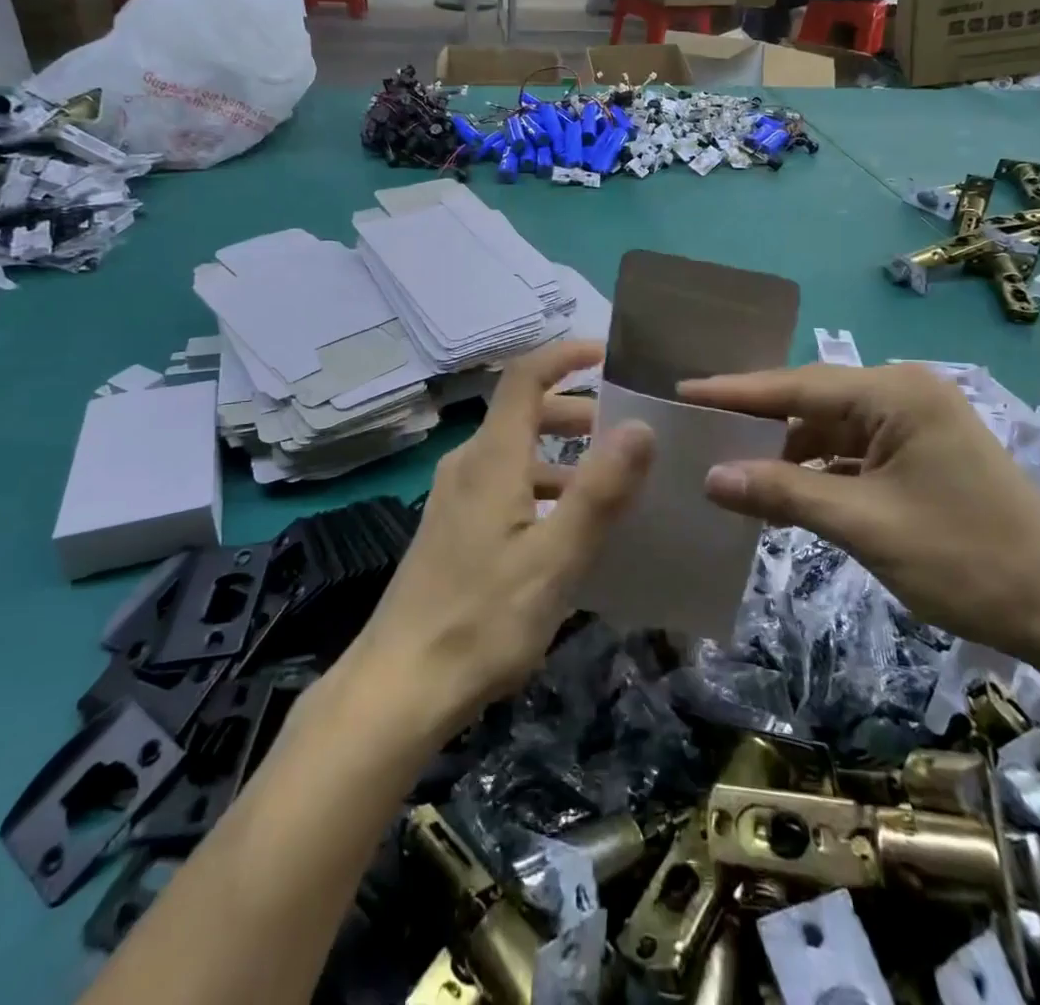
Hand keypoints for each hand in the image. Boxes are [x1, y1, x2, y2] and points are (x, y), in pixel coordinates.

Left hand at [342, 341, 653, 741]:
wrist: (399, 686)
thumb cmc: (481, 620)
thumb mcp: (555, 559)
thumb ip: (599, 491)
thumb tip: (640, 426)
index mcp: (492, 458)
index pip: (525, 377)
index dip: (565, 355)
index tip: (608, 354)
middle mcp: (469, 465)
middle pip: (524, 413)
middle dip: (577, 412)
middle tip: (627, 430)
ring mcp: (456, 498)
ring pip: (517, 453)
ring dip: (564, 455)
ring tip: (613, 483)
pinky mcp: (453, 529)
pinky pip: (506, 486)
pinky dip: (544, 487)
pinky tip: (570, 531)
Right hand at [677, 363, 1039, 661]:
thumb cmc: (967, 559)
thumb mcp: (864, 525)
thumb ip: (784, 493)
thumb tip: (712, 478)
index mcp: (897, 394)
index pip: (798, 385)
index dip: (736, 392)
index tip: (683, 392)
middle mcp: (905, 395)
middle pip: (813, 401)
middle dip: (758, 421)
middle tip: (699, 430)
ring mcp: (916, 424)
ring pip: (830, 429)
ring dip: (787, 452)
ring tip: (732, 469)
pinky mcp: (921, 455)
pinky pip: (852, 453)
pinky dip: (818, 471)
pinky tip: (783, 493)